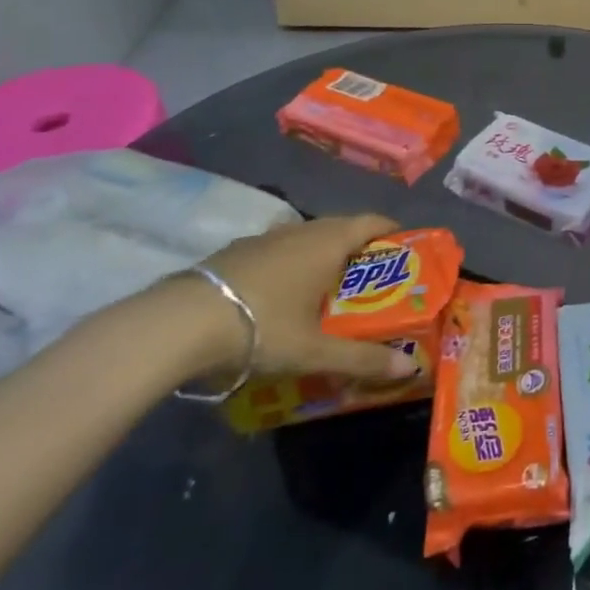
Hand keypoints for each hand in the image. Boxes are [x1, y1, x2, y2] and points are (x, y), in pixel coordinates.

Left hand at [192, 215, 415, 381]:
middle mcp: (301, 229)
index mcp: (328, 242)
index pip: (372, 222)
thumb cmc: (262, 326)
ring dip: (323, 254)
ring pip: (307, 237)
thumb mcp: (314, 351)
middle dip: (360, 247)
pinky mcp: (237, 251)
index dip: (392, 231)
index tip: (405, 249)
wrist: (179, 323)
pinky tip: (281, 294)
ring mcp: (266, 237)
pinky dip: (292, 263)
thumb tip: (410, 367)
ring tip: (328, 288)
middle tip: (372, 278)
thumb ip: (361, 359)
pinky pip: (279, 249)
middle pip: (342, 227)